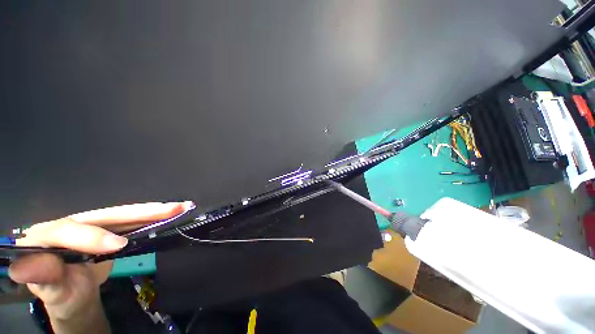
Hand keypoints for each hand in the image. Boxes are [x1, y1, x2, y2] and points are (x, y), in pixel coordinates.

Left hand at [8, 201, 190, 333]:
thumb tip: (21, 266)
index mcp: (47, 236)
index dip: (91, 236)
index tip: (118, 245)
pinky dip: (152, 218)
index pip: (66, 229)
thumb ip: (41, 278)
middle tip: (171, 208)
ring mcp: (94, 224)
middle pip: (106, 213)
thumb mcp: (51, 292)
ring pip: (125, 214)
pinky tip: (169, 214)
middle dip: (141, 211)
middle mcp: (73, 223)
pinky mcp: (111, 228)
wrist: (74, 292)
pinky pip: (133, 221)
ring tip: (179, 207)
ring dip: (154, 211)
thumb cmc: (60, 293)